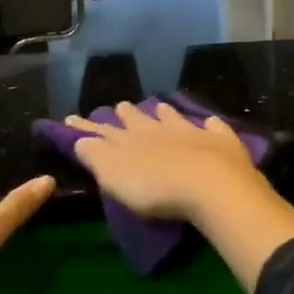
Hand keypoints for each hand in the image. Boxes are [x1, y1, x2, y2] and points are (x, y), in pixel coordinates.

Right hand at [65, 102, 271, 223]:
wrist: (209, 183)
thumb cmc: (154, 187)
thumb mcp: (114, 176)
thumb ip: (97, 156)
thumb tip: (81, 140)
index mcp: (129, 139)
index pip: (102, 131)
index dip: (86, 126)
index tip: (72, 118)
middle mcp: (158, 129)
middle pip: (138, 118)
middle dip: (127, 113)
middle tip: (121, 107)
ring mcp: (191, 132)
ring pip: (173, 117)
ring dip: (165, 113)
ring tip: (160, 106)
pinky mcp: (220, 140)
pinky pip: (214, 127)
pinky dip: (210, 124)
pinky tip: (210, 122)